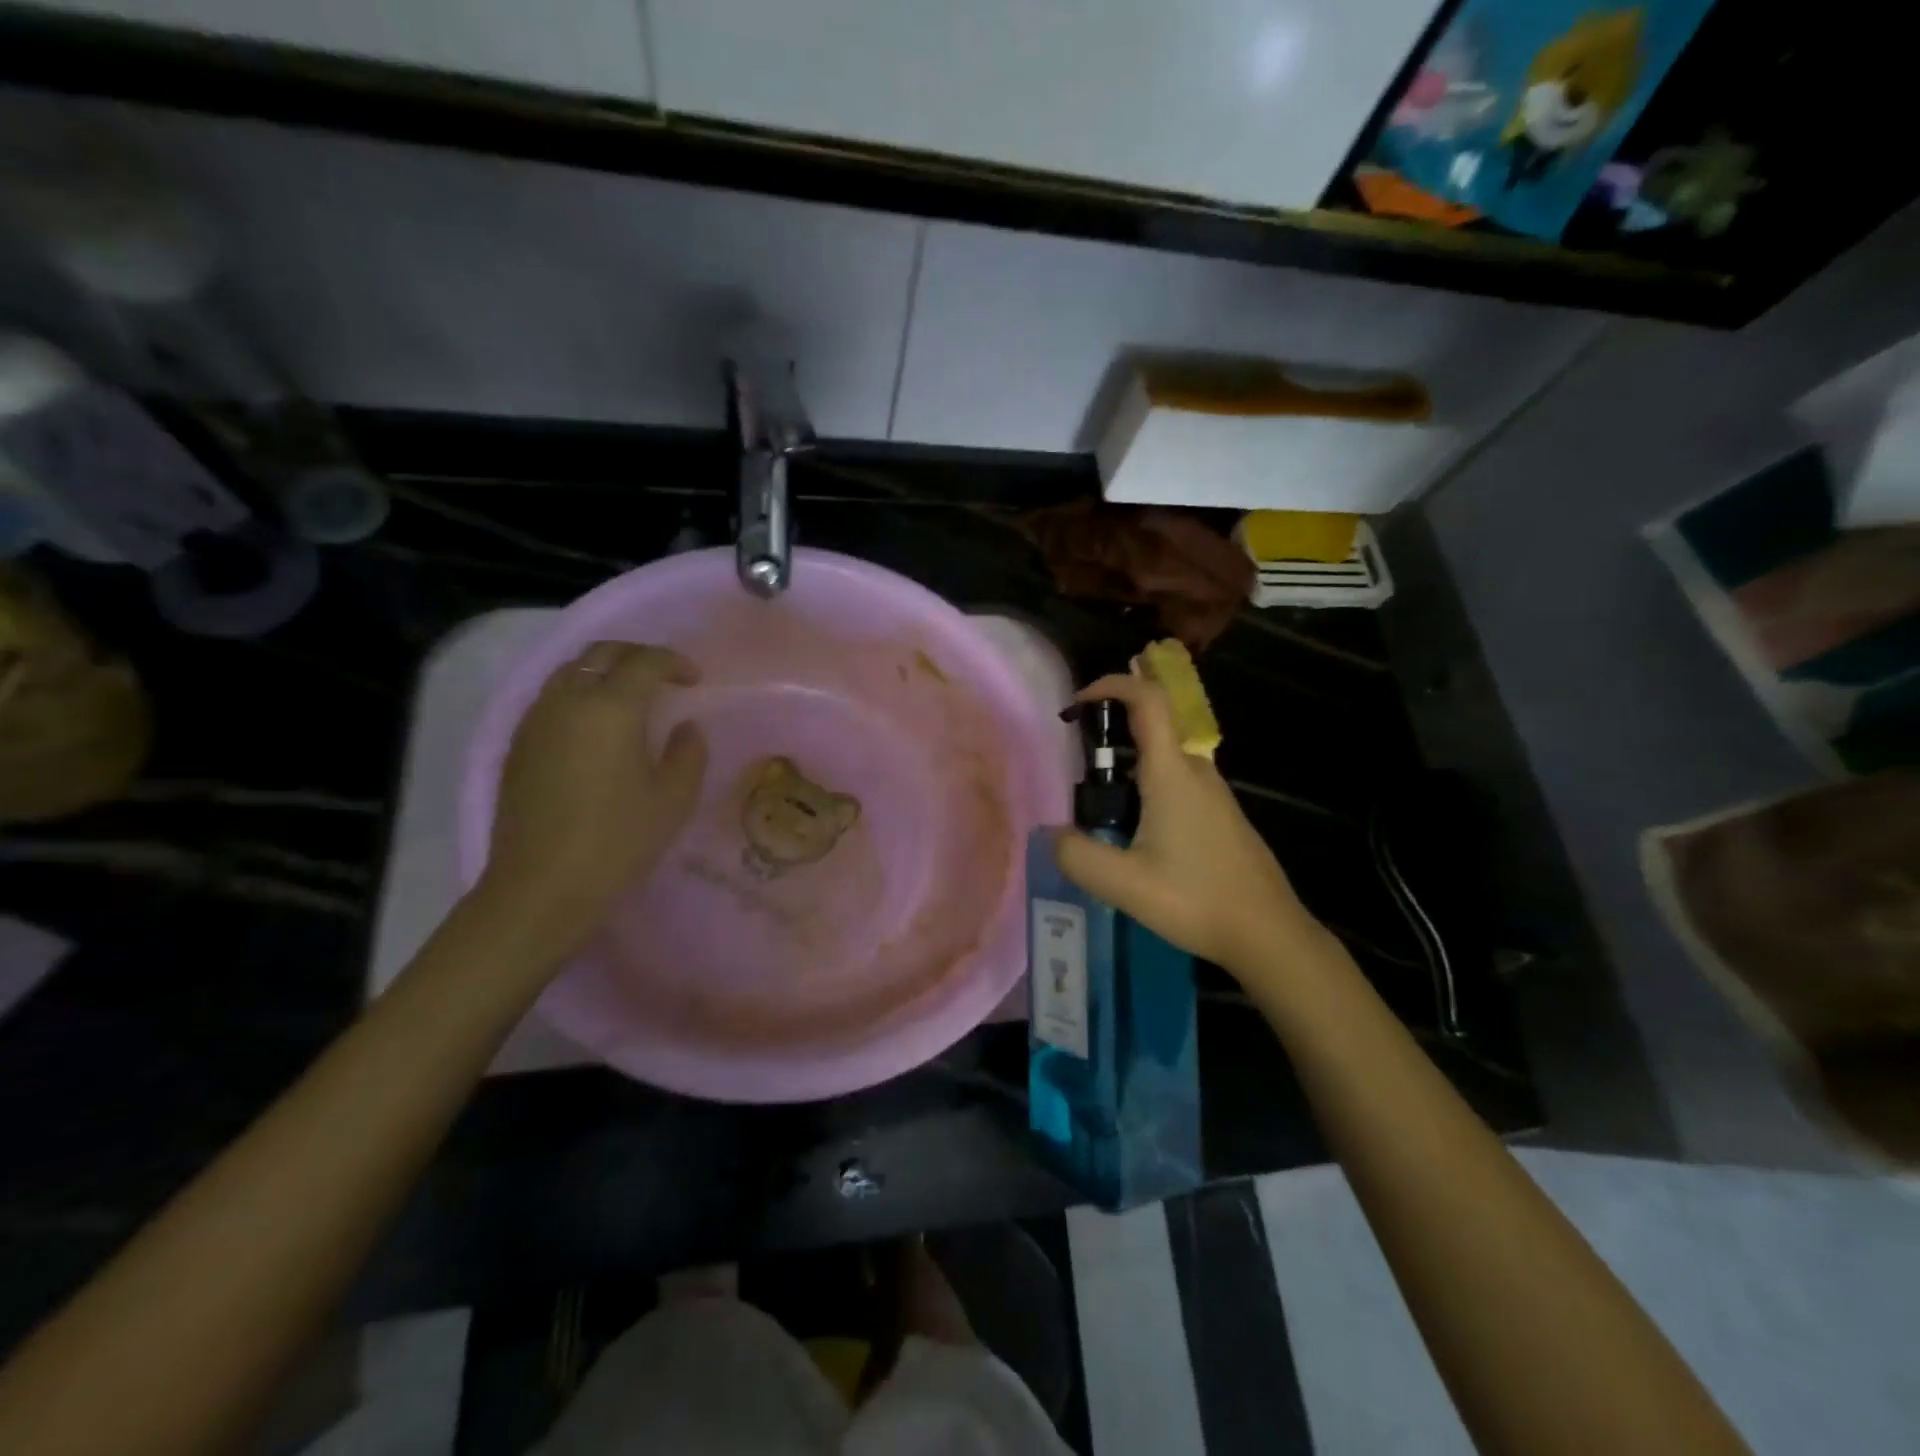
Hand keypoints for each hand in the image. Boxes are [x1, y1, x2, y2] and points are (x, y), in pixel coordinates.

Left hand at [477, 641, 707, 955]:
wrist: (541, 886)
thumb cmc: (617, 841)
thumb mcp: (673, 799)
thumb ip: (688, 753)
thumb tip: (685, 728)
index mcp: (611, 708)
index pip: (644, 661)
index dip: (674, 662)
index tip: (694, 680)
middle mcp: (568, 700)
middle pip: (601, 653)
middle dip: (636, 656)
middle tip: (662, 677)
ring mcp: (536, 721)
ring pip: (570, 672)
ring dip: (604, 672)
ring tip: (628, 699)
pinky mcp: (517, 745)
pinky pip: (551, 699)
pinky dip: (579, 695)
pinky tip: (594, 728)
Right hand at [1053, 667, 1316, 973]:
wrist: (1268, 933)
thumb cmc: (1196, 899)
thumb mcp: (1124, 884)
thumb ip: (1077, 856)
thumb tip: (1050, 835)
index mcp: (1172, 773)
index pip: (1148, 700)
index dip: (1112, 685)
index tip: (1078, 702)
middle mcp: (1196, 771)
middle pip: (1155, 723)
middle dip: (1112, 723)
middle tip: (1075, 753)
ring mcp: (1213, 792)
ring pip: (1165, 756)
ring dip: (1128, 758)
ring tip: (1096, 798)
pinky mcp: (1220, 814)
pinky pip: (1176, 780)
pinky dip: (1146, 782)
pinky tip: (1132, 827)